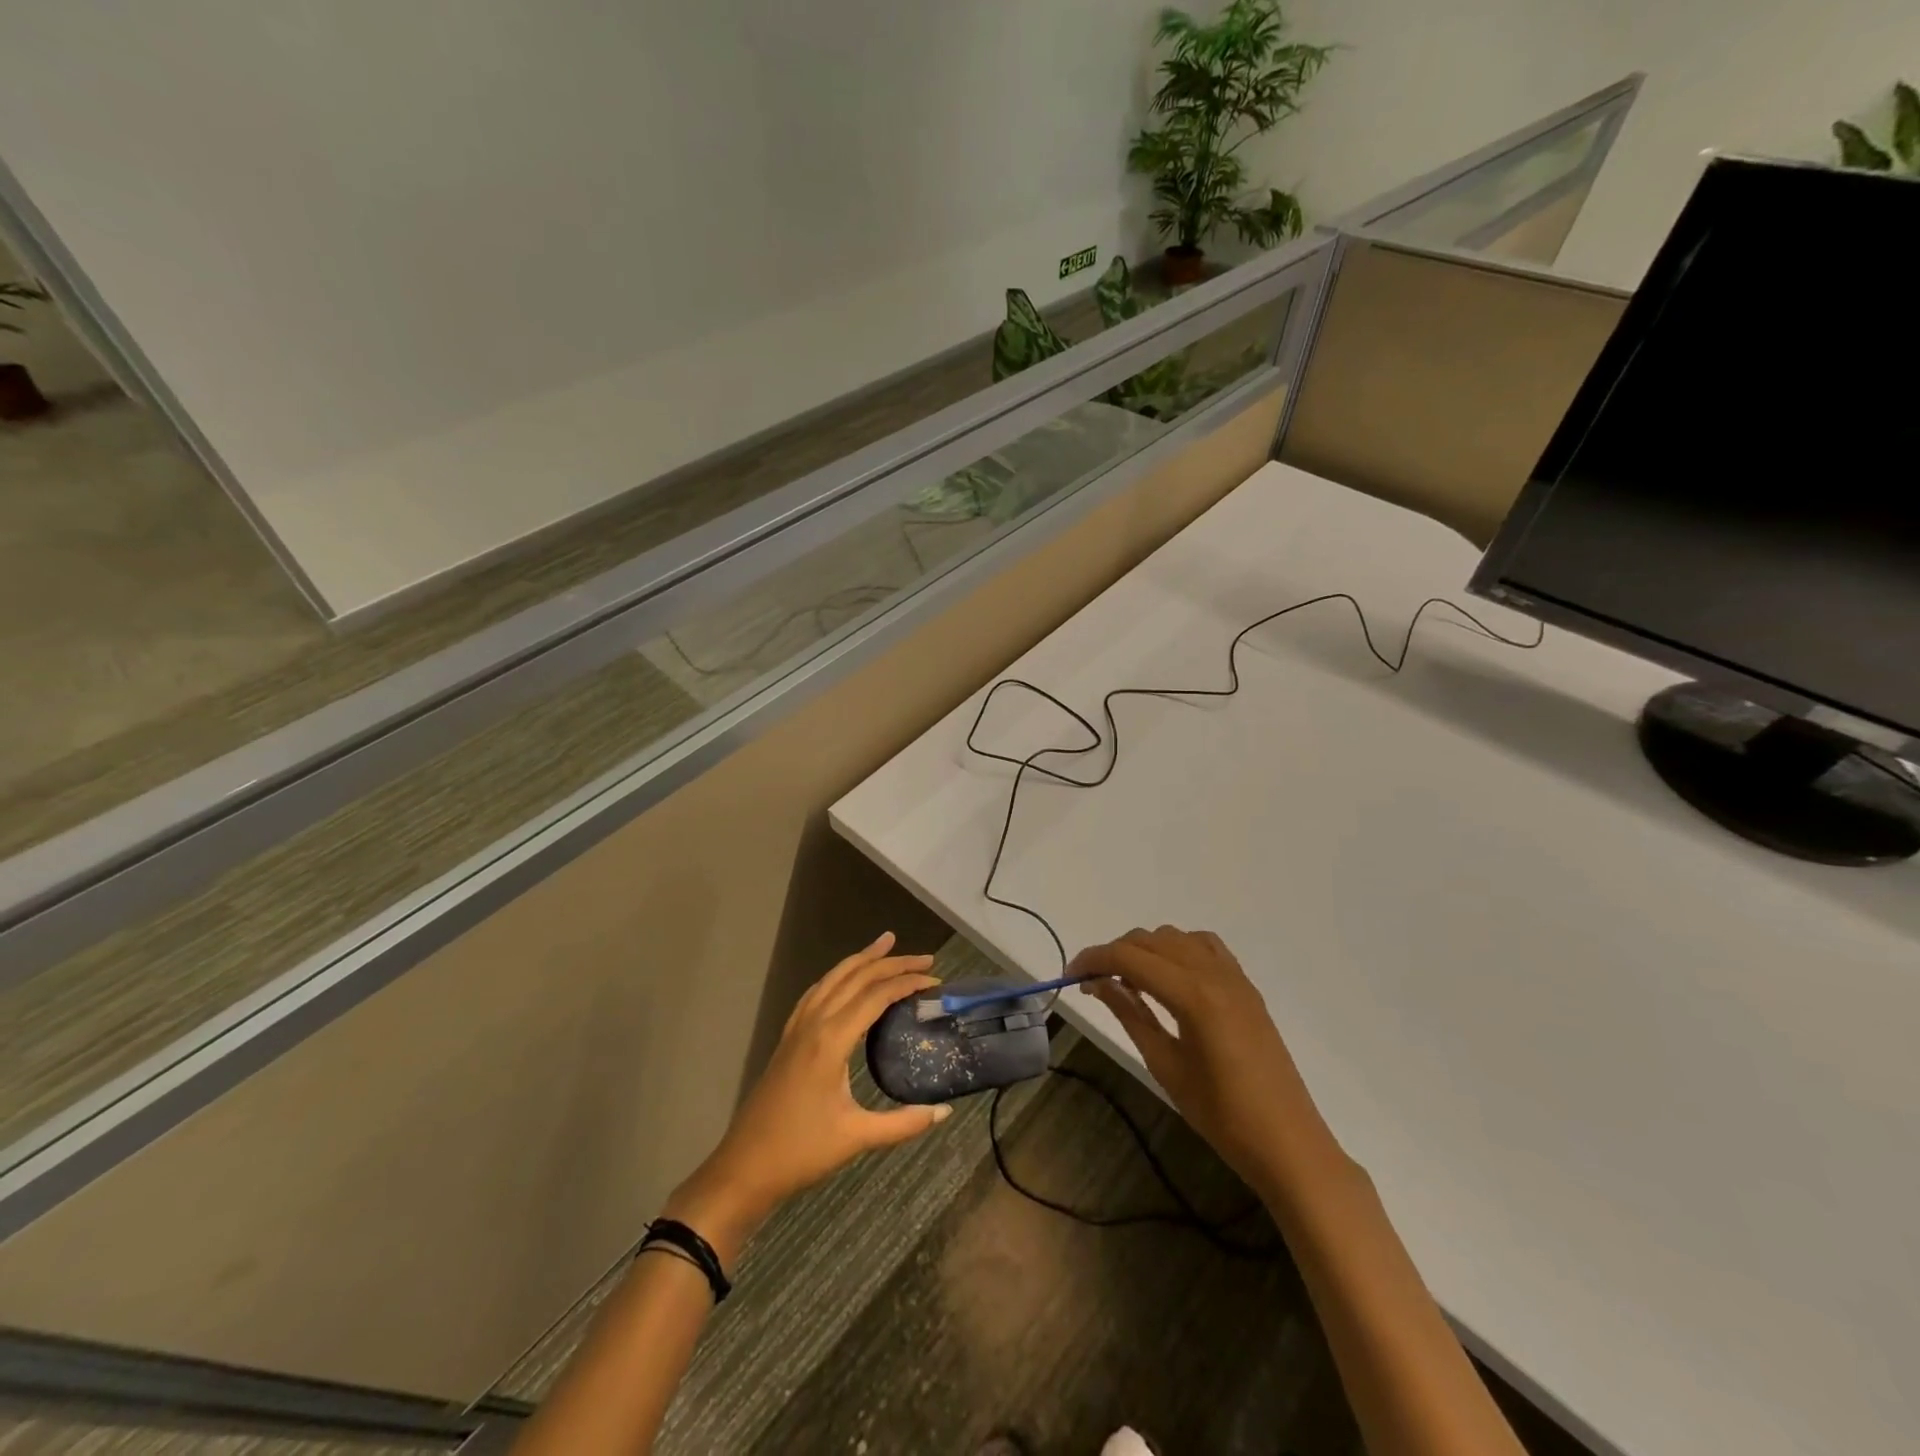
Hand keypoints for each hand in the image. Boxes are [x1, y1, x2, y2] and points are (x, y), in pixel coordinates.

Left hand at [665, 933, 948, 1262]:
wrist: (744, 1167)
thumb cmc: (801, 1152)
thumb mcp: (857, 1137)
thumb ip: (903, 1123)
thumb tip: (944, 1110)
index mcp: (832, 1040)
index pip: (876, 996)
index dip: (907, 982)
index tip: (935, 980)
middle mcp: (814, 1023)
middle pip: (856, 978)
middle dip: (891, 962)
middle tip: (925, 957)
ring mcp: (797, 1027)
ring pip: (833, 978)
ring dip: (862, 959)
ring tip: (886, 943)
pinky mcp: (788, 1037)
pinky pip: (817, 992)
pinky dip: (838, 976)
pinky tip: (845, 978)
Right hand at [1069, 926, 1339, 1194]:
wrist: (1288, 1143)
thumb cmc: (1221, 1116)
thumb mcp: (1165, 1065)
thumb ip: (1130, 1014)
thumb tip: (1097, 983)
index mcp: (1193, 995)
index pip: (1130, 957)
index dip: (1094, 959)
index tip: (1069, 975)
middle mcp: (1214, 973)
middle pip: (1150, 940)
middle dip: (1115, 953)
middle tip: (1092, 982)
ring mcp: (1234, 977)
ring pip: (1176, 938)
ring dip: (1146, 949)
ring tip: (1128, 981)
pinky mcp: (1246, 987)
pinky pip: (1205, 947)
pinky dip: (1178, 950)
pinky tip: (1169, 977)